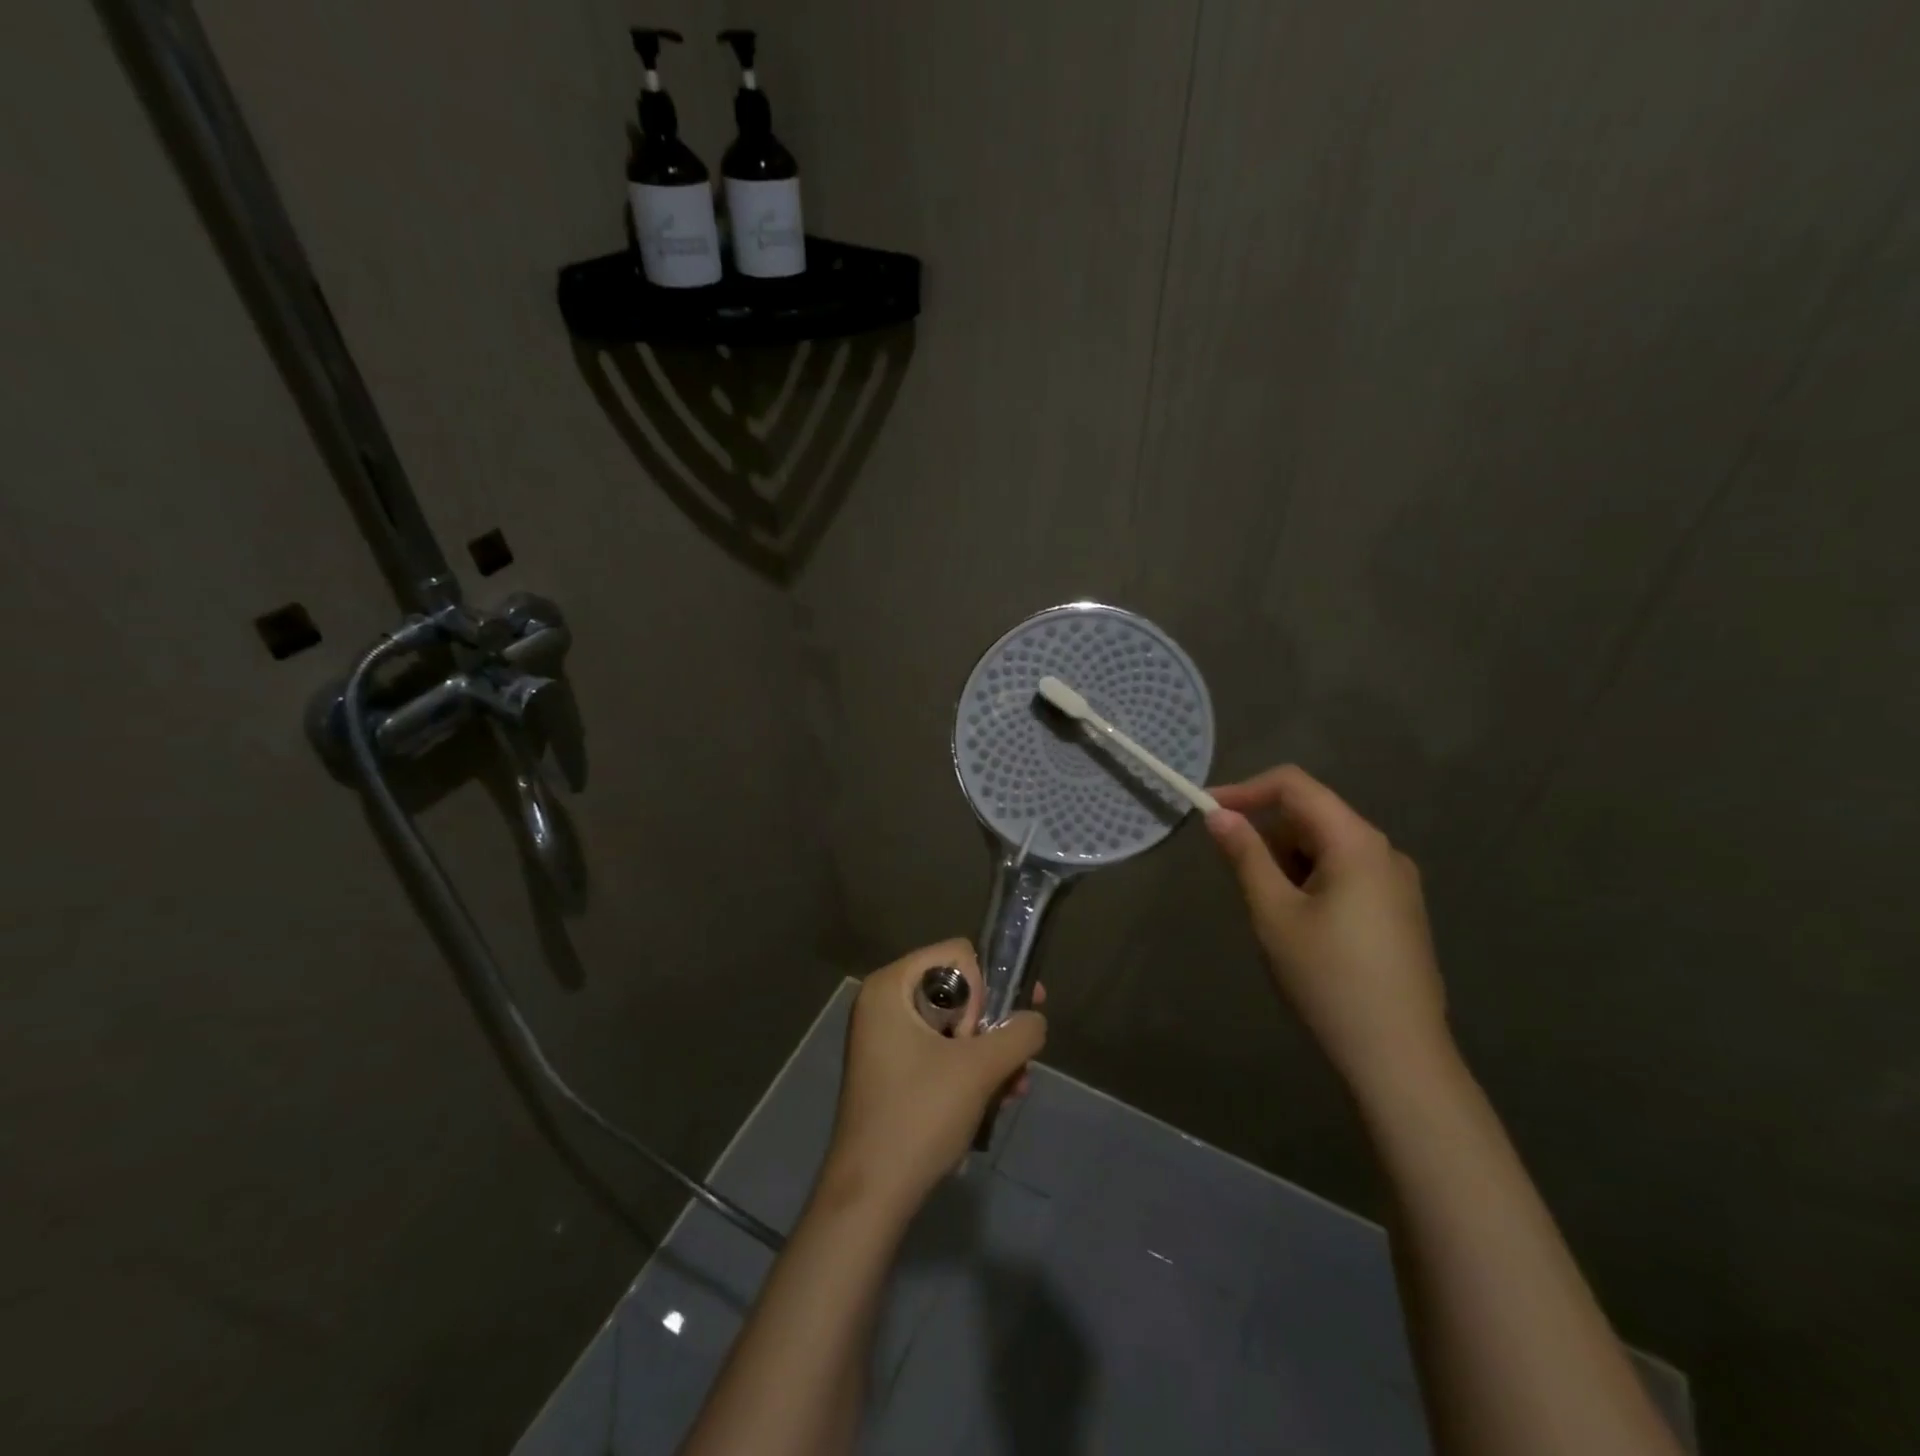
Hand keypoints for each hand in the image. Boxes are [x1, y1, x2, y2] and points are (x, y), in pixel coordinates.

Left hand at [822, 939, 1046, 1217]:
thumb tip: (1036, 1020)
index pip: (957, 954)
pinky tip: (997, 1102)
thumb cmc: (919, 1116)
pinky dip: (969, 1072)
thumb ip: (1018, 1035)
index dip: (986, 987)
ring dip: (989, 1055)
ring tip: (1015, 1090)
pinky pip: (941, 1053)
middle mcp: (884, 1003)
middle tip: (1018, 1059)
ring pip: (954, 1027)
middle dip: (994, 1027)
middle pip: (958, 991)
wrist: (871, 1196)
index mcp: (890, 986)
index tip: (997, 1028)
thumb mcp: (979, 1070)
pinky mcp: (894, 1072)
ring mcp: (886, 1040)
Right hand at [1206, 766, 1449, 1093]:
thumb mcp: (1274, 913)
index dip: (1246, 790)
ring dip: (1287, 862)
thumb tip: (1219, 815)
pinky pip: (1344, 873)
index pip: (1295, 786)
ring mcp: (1396, 882)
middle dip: (1267, 834)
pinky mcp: (1398, 910)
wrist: (1399, 1057)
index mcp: (1357, 842)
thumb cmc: (1328, 978)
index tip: (1207, 812)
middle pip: (1312, 815)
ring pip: (1326, 847)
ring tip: (1271, 913)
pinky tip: (1301, 927)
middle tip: (1237, 878)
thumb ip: (1246, 856)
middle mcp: (1383, 851)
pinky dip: (1310, 881)